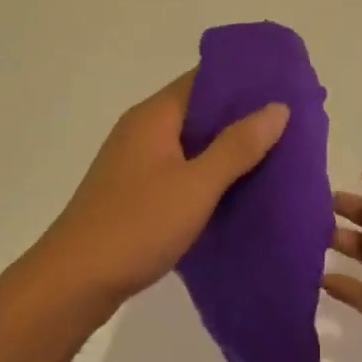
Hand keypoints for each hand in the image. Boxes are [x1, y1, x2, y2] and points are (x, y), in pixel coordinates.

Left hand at [35, 71, 289, 308]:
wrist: (73, 283)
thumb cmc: (137, 225)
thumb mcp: (197, 185)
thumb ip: (238, 146)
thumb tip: (277, 106)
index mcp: (154, 116)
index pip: (203, 79)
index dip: (243, 80)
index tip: (284, 86)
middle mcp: (142, 129)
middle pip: (198, 110)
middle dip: (241, 116)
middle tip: (289, 124)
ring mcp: (135, 162)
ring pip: (190, 143)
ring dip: (226, 148)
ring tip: (274, 155)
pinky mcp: (133, 192)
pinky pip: (179, 170)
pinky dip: (207, 173)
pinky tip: (235, 190)